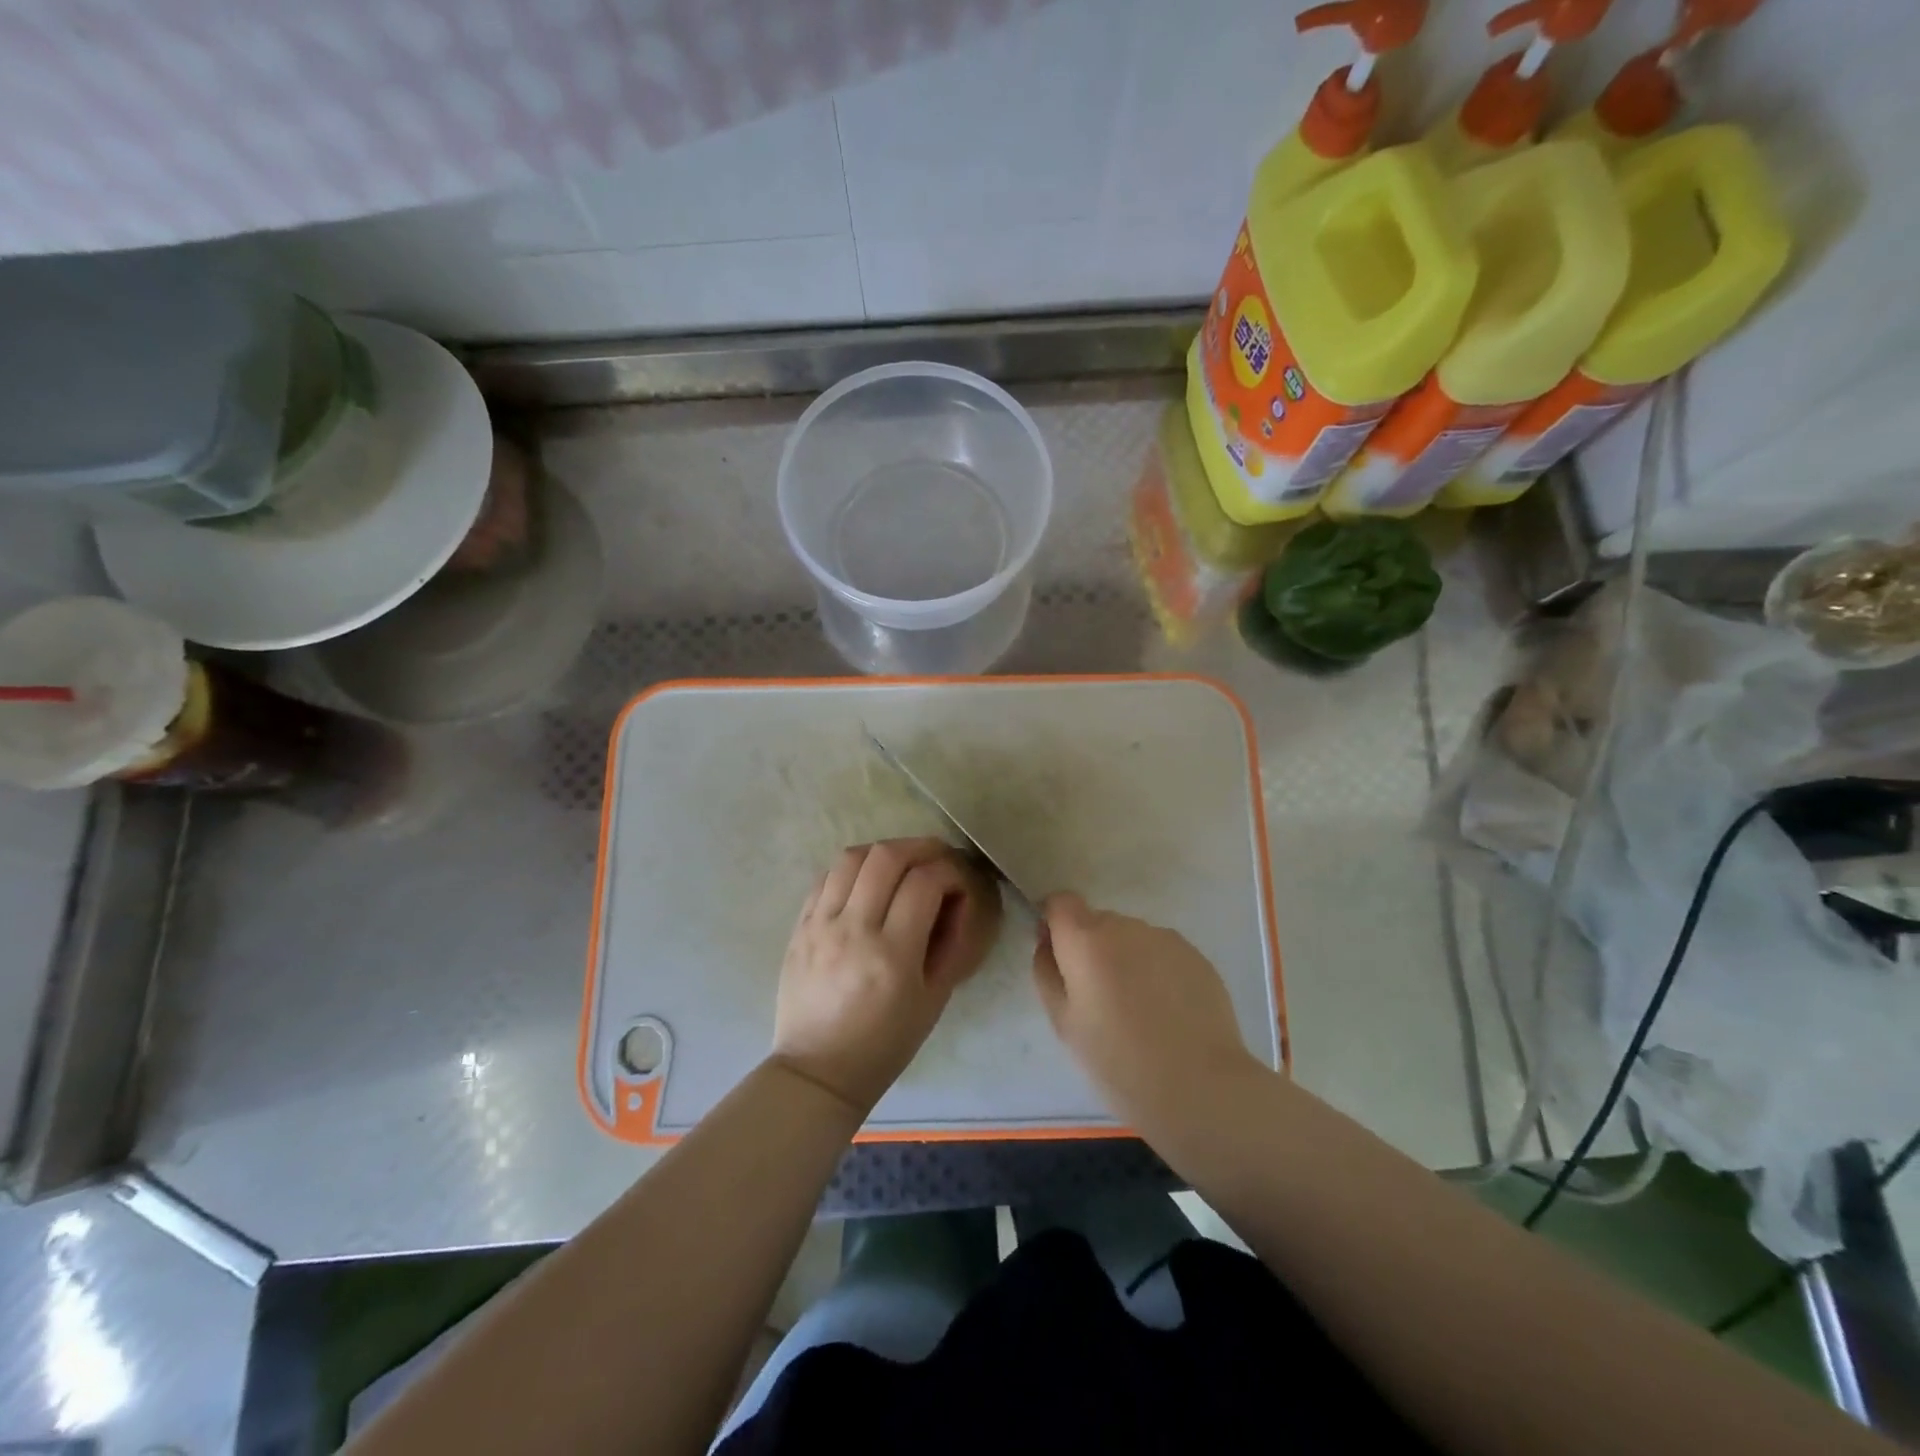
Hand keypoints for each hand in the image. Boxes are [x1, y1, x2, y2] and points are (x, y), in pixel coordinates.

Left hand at [772, 838, 1002, 1115]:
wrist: (817, 1071)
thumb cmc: (885, 1044)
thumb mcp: (933, 1000)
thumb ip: (950, 944)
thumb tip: (959, 900)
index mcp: (892, 955)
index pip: (925, 883)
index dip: (950, 872)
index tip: (960, 881)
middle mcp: (853, 930)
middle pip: (886, 857)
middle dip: (920, 848)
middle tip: (937, 858)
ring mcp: (820, 925)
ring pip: (852, 857)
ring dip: (884, 852)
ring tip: (902, 863)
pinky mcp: (799, 926)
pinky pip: (825, 877)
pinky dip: (853, 868)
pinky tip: (866, 881)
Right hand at [1032, 892, 1264, 1137]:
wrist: (1198, 1085)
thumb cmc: (1117, 1060)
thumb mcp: (1063, 1022)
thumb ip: (1047, 972)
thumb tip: (1048, 943)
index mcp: (1086, 939)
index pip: (1061, 902)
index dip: (1055, 923)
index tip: (1059, 956)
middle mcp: (1125, 926)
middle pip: (1097, 922)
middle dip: (1092, 948)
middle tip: (1099, 998)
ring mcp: (1165, 938)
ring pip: (1132, 938)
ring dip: (1126, 959)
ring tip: (1138, 1009)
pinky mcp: (1196, 955)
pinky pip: (1162, 953)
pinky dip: (1157, 971)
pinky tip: (1167, 1012)